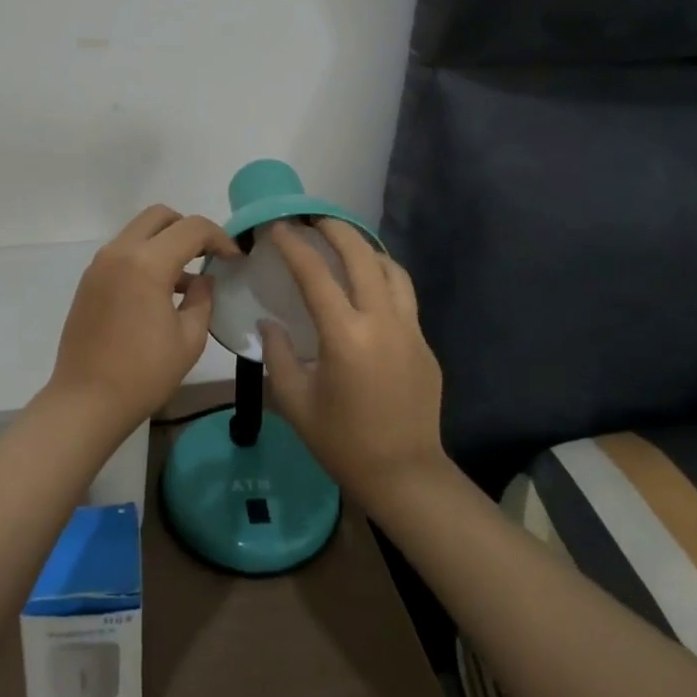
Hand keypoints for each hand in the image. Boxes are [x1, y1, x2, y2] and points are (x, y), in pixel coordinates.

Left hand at [48, 205, 239, 431]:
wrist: (86, 401)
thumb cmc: (143, 373)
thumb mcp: (189, 338)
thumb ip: (202, 299)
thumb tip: (203, 279)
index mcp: (147, 263)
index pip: (191, 228)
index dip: (219, 237)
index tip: (234, 258)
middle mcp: (119, 252)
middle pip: (160, 216)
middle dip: (188, 228)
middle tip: (207, 255)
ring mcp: (99, 264)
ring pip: (138, 232)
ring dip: (165, 243)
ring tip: (186, 280)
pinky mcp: (89, 280)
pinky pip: (123, 252)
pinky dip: (145, 257)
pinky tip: (159, 293)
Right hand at [260, 220, 447, 511]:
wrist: (405, 476)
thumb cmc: (342, 442)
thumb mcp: (295, 401)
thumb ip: (278, 355)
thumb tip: (270, 324)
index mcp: (345, 336)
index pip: (315, 274)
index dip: (294, 245)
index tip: (279, 227)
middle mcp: (382, 322)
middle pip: (362, 256)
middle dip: (337, 229)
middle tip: (315, 220)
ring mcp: (410, 331)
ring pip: (393, 270)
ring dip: (367, 250)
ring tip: (346, 247)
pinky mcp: (425, 344)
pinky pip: (404, 297)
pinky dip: (384, 279)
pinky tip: (368, 290)